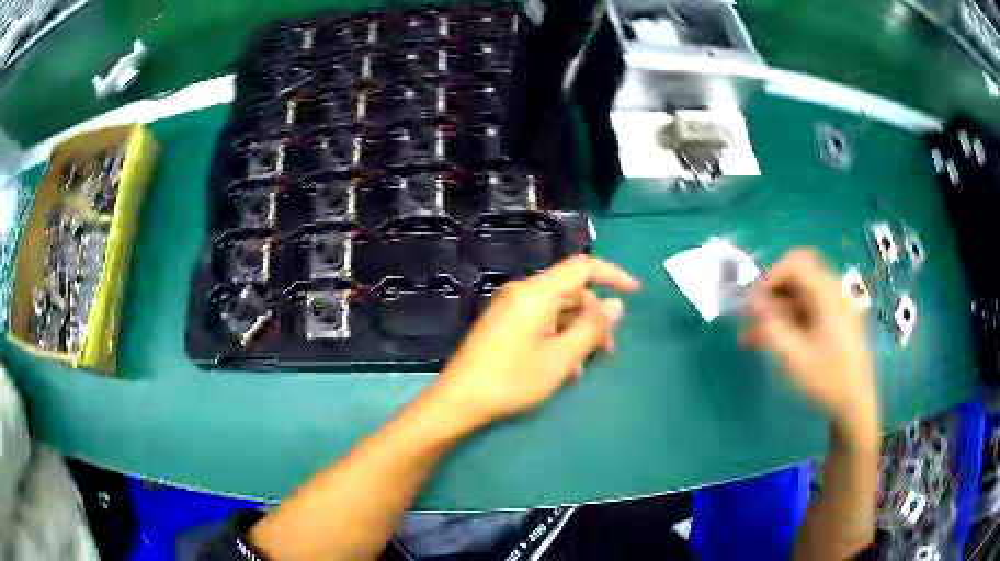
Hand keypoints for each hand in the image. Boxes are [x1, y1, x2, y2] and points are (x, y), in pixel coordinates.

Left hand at [433, 255, 639, 426]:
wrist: (460, 399)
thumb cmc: (513, 379)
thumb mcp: (561, 358)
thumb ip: (591, 328)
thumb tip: (615, 305)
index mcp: (536, 292)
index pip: (582, 267)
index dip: (612, 275)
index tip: (635, 293)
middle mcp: (522, 292)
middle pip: (571, 292)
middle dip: (594, 318)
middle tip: (608, 351)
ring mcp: (510, 308)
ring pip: (557, 309)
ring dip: (577, 333)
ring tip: (582, 367)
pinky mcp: (503, 323)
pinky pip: (540, 321)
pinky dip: (558, 337)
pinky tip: (562, 367)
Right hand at [741, 249, 877, 446]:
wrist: (856, 405)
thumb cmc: (827, 379)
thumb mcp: (794, 356)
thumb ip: (771, 324)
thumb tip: (751, 299)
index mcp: (827, 293)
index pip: (795, 262)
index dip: (770, 276)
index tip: (752, 303)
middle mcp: (833, 292)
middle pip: (797, 276)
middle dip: (770, 294)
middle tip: (750, 318)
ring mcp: (836, 307)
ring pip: (799, 295)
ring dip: (775, 311)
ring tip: (751, 337)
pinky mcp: (836, 322)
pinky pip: (808, 310)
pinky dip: (788, 320)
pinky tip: (772, 342)